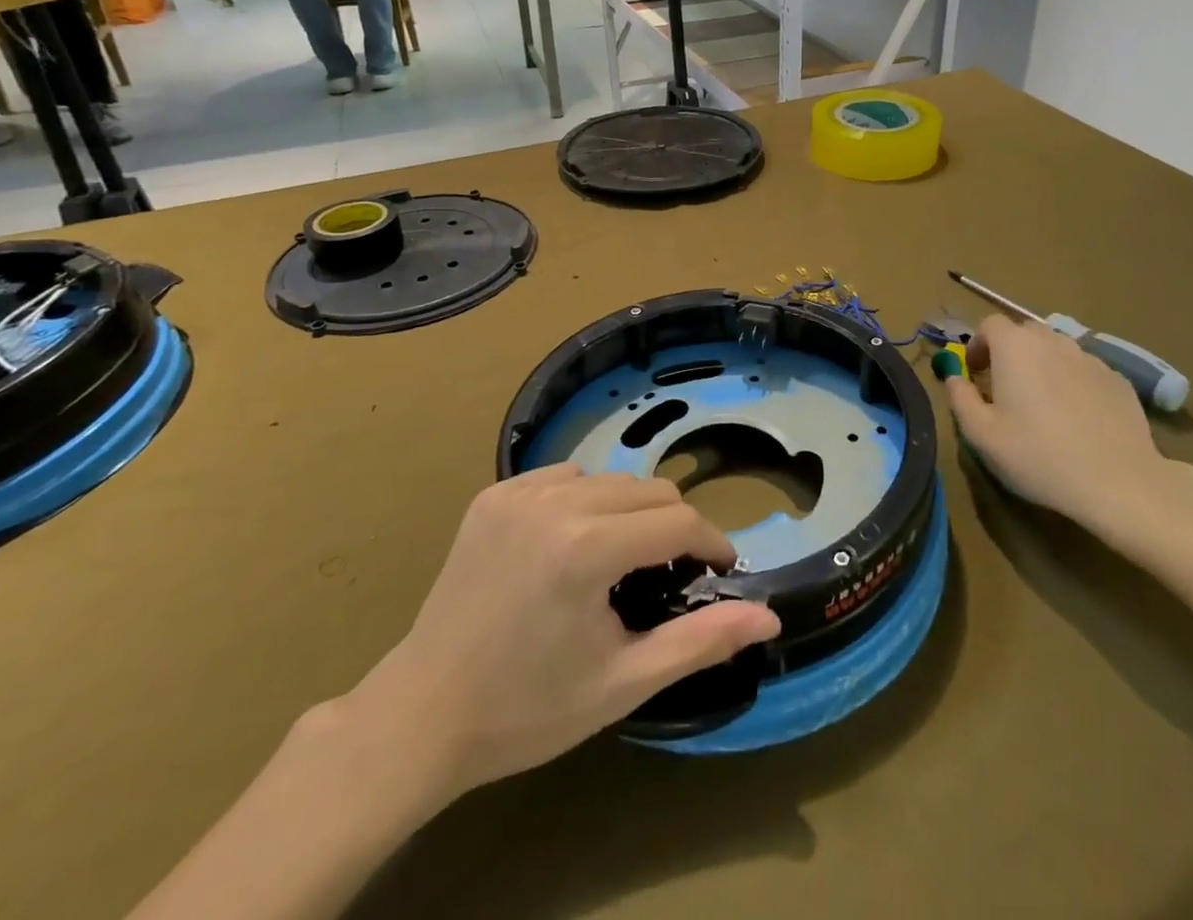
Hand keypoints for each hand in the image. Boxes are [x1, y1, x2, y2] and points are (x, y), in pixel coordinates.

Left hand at [350, 466, 779, 810]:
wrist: (422, 716)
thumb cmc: (528, 709)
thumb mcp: (623, 682)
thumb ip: (700, 642)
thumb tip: (770, 618)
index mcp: (586, 548)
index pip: (678, 521)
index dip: (710, 544)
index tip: (720, 570)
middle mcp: (555, 503)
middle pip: (650, 491)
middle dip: (673, 528)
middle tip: (668, 576)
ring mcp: (519, 492)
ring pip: (611, 479)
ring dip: (630, 512)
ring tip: (619, 562)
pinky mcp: (494, 494)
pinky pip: (565, 478)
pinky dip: (585, 501)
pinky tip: (571, 544)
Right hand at [945, 316, 1192, 551]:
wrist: (1118, 481)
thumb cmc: (1038, 456)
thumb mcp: (982, 435)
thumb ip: (960, 398)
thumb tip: (954, 377)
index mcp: (1015, 347)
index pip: (989, 324)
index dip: (977, 345)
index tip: (975, 374)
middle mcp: (1053, 341)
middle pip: (1024, 332)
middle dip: (1009, 352)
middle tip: (1004, 388)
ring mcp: (1090, 358)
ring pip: (1057, 350)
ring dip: (1042, 366)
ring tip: (1042, 406)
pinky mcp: (1118, 379)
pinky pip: (1084, 371)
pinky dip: (1072, 383)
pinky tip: (1076, 419)